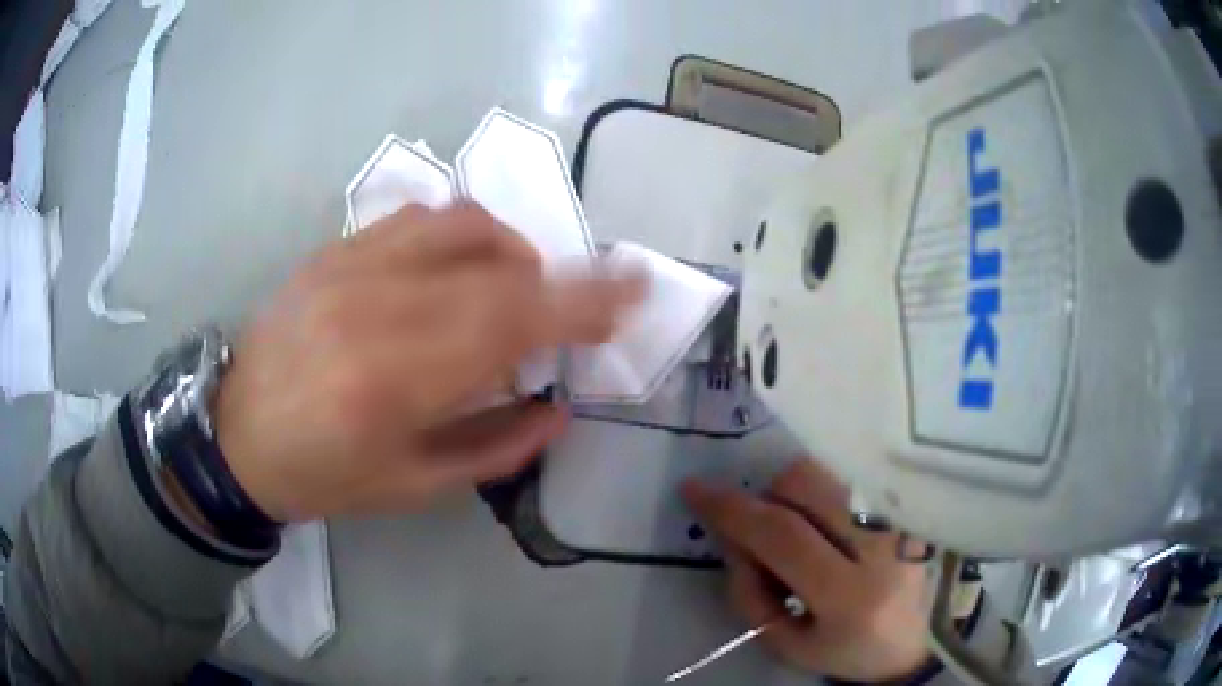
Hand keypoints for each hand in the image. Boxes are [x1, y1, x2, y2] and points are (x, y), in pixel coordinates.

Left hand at [213, 202, 641, 521]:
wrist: (236, 433)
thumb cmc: (322, 476)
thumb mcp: (411, 488)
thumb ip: (494, 448)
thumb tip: (558, 410)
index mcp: (392, 383)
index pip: (509, 323)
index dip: (582, 301)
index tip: (631, 290)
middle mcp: (374, 307)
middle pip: (496, 268)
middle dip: (562, 279)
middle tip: (585, 303)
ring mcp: (349, 267)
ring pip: (460, 224)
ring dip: (512, 251)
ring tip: (518, 288)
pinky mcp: (332, 251)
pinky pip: (416, 218)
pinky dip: (461, 234)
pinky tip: (460, 268)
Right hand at [683, 461, 930, 681]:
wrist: (913, 644)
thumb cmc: (844, 651)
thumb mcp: (784, 644)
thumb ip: (747, 592)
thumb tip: (733, 535)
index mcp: (850, 597)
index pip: (783, 536)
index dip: (733, 510)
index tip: (695, 490)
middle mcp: (883, 547)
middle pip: (807, 485)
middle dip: (769, 499)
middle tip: (768, 534)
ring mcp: (903, 519)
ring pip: (829, 472)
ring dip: (797, 495)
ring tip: (806, 535)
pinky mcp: (911, 507)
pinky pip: (853, 476)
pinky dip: (826, 494)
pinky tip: (834, 529)